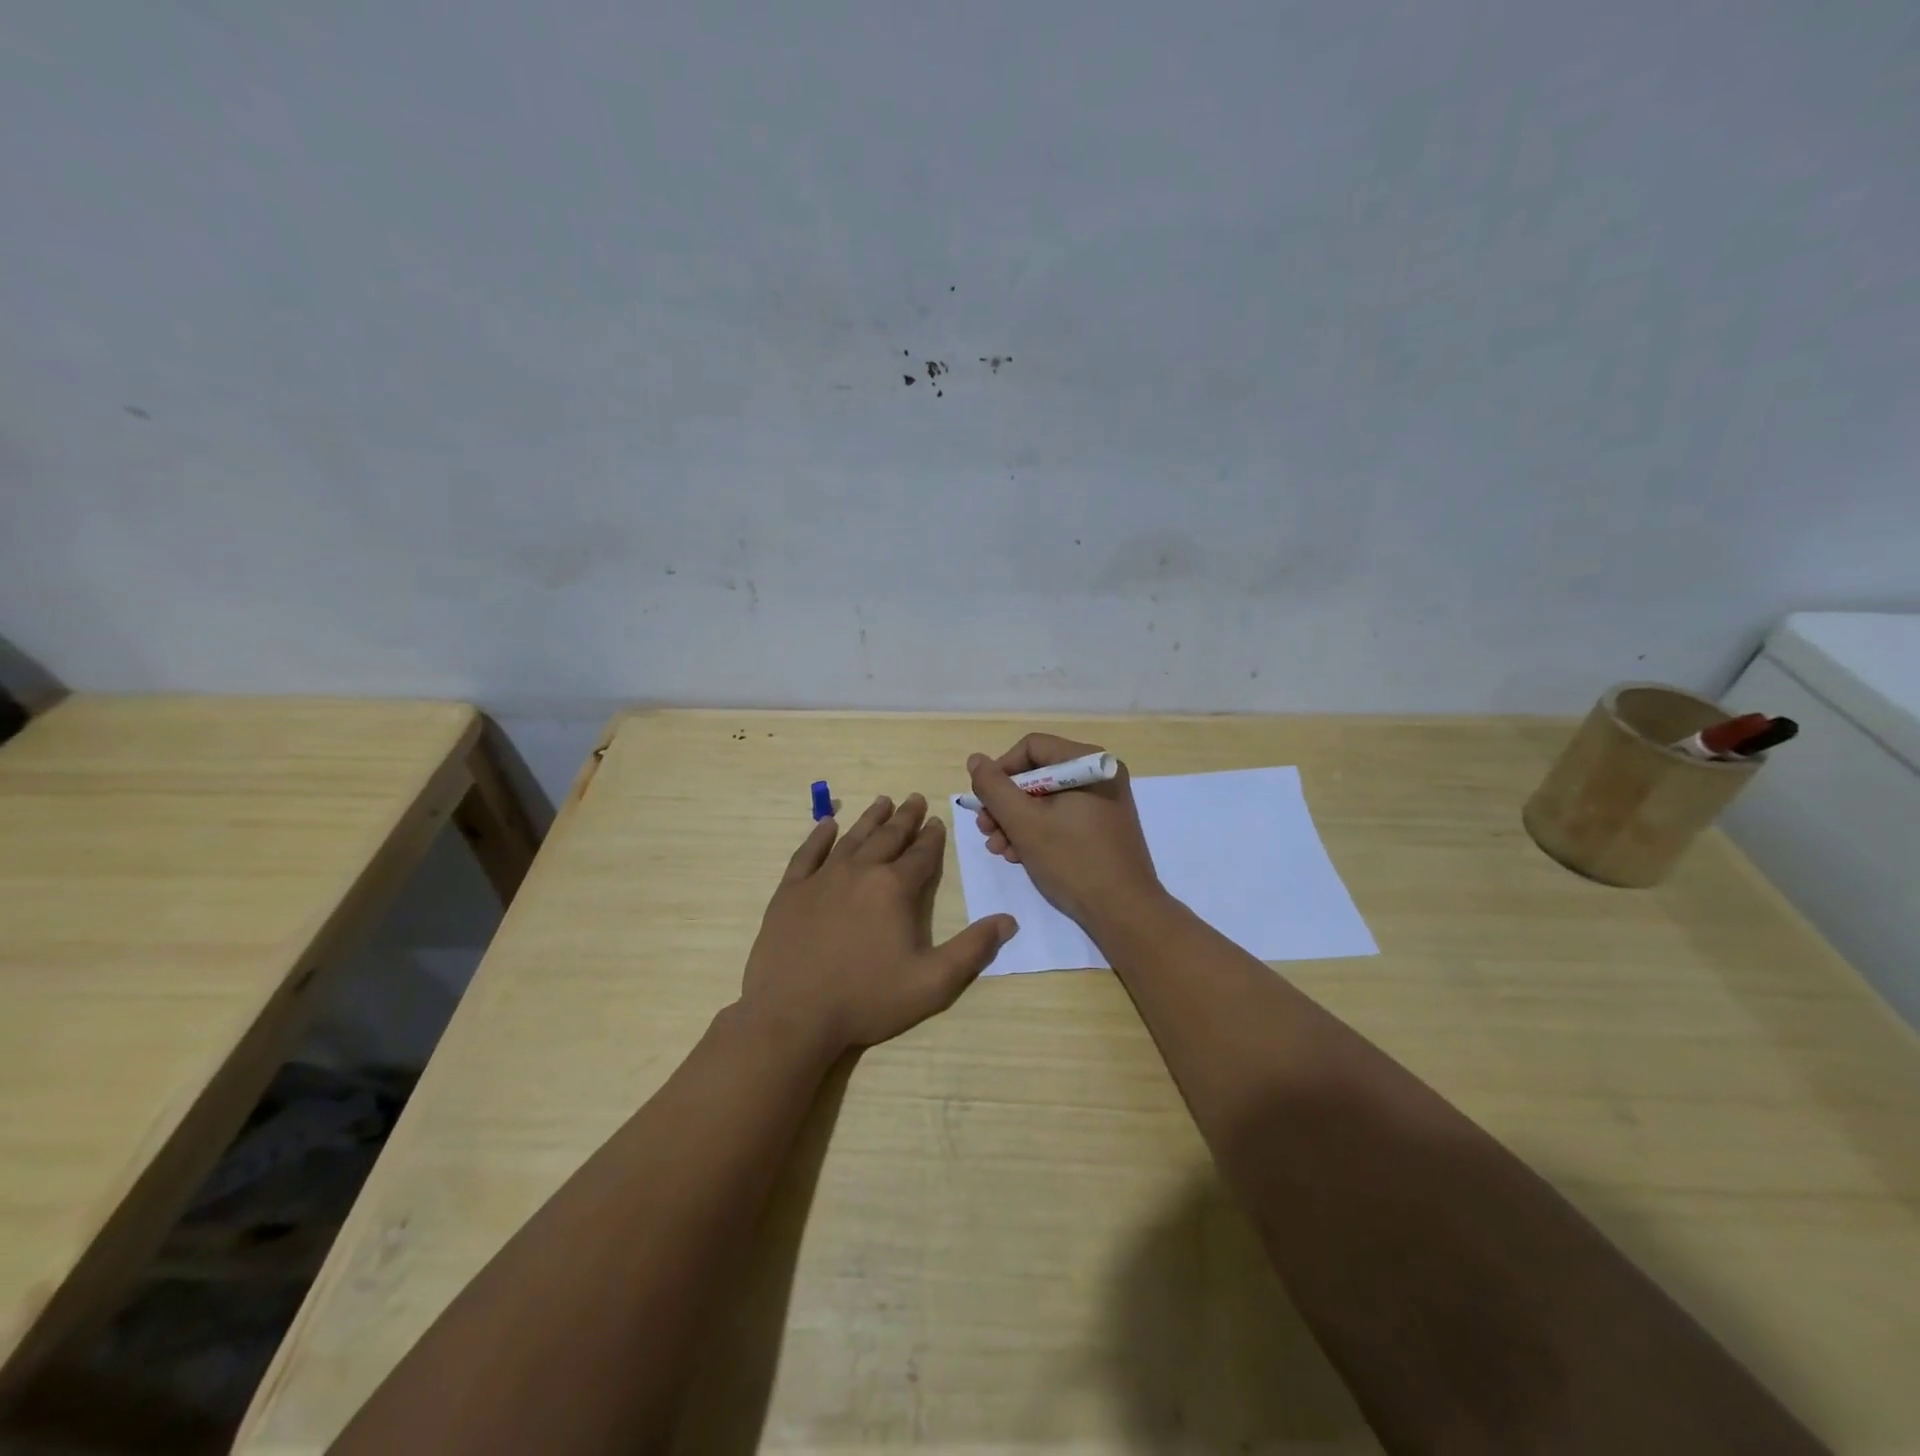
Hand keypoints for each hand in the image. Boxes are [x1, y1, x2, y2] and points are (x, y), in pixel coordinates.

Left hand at [741, 794, 1017, 1053]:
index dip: (932, 837)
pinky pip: (807, 853)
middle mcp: (860, 871)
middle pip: (888, 837)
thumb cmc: (867, 999)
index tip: (937, 821)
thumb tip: (1008, 920)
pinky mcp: (791, 891)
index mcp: (894, 888)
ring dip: (870, 819)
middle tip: (914, 799)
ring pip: (852, 838)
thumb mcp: (932, 983)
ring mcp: (821, 878)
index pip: (921, 854)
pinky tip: (827, 824)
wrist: (793, 1015)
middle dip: (905, 818)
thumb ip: (972, 949)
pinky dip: (819, 835)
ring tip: (883, 801)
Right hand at [966, 734, 1162, 927]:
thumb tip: (976, 760)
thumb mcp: (1024, 822)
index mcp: (1087, 763)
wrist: (1124, 912)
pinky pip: (1060, 817)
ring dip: (1015, 822)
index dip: (1001, 771)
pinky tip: (1019, 856)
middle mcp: (1098, 775)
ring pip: (1045, 799)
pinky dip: (1037, 832)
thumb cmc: (1073, 861)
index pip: (1031, 748)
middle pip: (1036, 774)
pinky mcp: (1101, 827)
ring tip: (999, 849)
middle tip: (986, 830)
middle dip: (1005, 804)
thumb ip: (994, 788)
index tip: (984, 803)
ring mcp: (1102, 802)